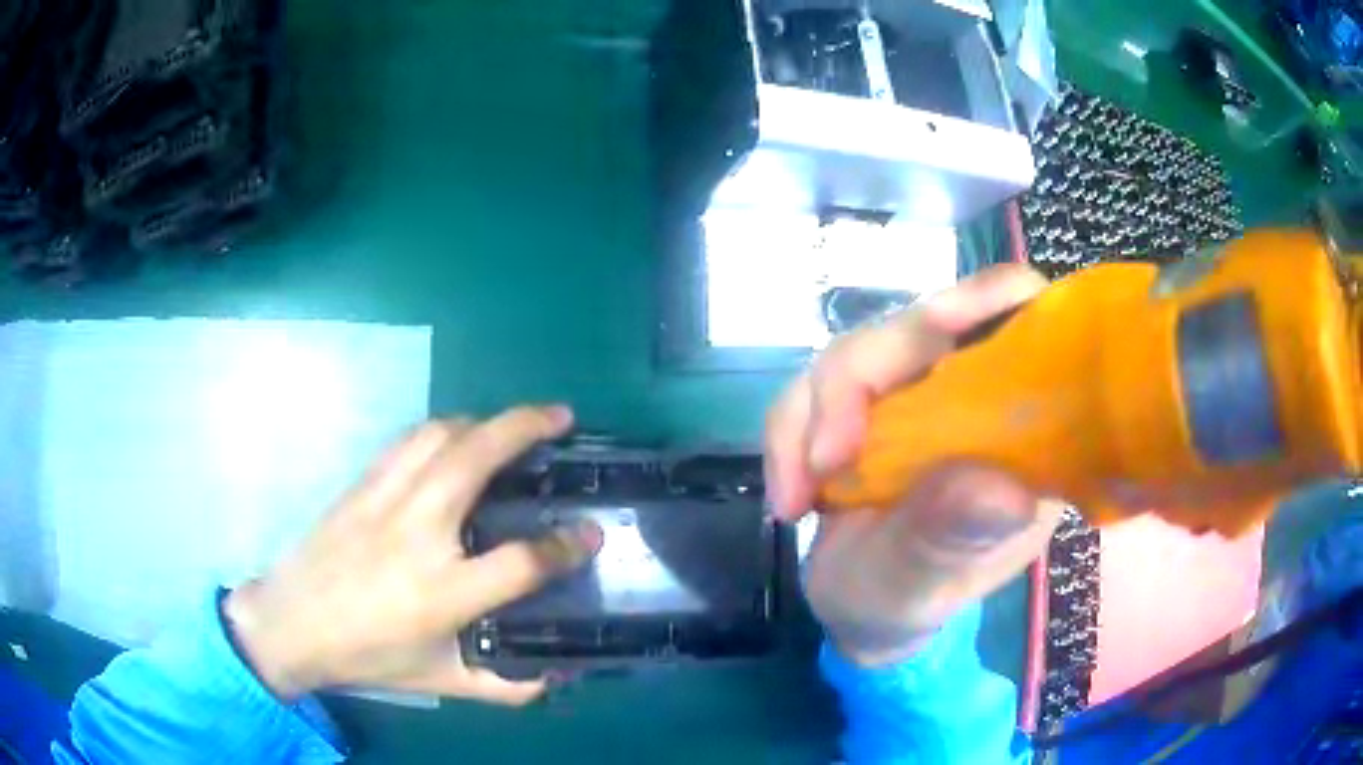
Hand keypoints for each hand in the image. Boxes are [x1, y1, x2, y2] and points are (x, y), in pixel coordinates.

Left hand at [224, 406, 602, 704]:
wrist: (292, 623)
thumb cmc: (367, 655)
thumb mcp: (440, 681)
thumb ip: (503, 684)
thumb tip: (552, 676)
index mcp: (442, 592)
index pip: (521, 561)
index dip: (566, 546)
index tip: (592, 533)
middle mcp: (417, 532)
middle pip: (478, 457)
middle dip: (527, 427)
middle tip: (562, 418)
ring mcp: (385, 498)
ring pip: (441, 434)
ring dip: (484, 421)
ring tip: (510, 426)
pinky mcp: (363, 483)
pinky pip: (409, 439)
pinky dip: (443, 429)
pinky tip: (454, 439)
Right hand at [765, 265, 1064, 665]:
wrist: (862, 612)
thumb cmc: (909, 603)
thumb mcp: (932, 585)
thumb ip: (956, 540)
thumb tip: (999, 489)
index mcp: (1021, 427)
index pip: (1021, 327)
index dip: (987, 301)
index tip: (940, 321)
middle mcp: (971, 394)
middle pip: (916, 327)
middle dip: (853, 384)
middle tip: (821, 463)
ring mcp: (912, 396)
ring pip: (851, 354)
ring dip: (805, 418)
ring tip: (793, 501)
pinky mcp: (862, 406)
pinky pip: (811, 389)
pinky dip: (787, 434)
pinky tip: (788, 498)